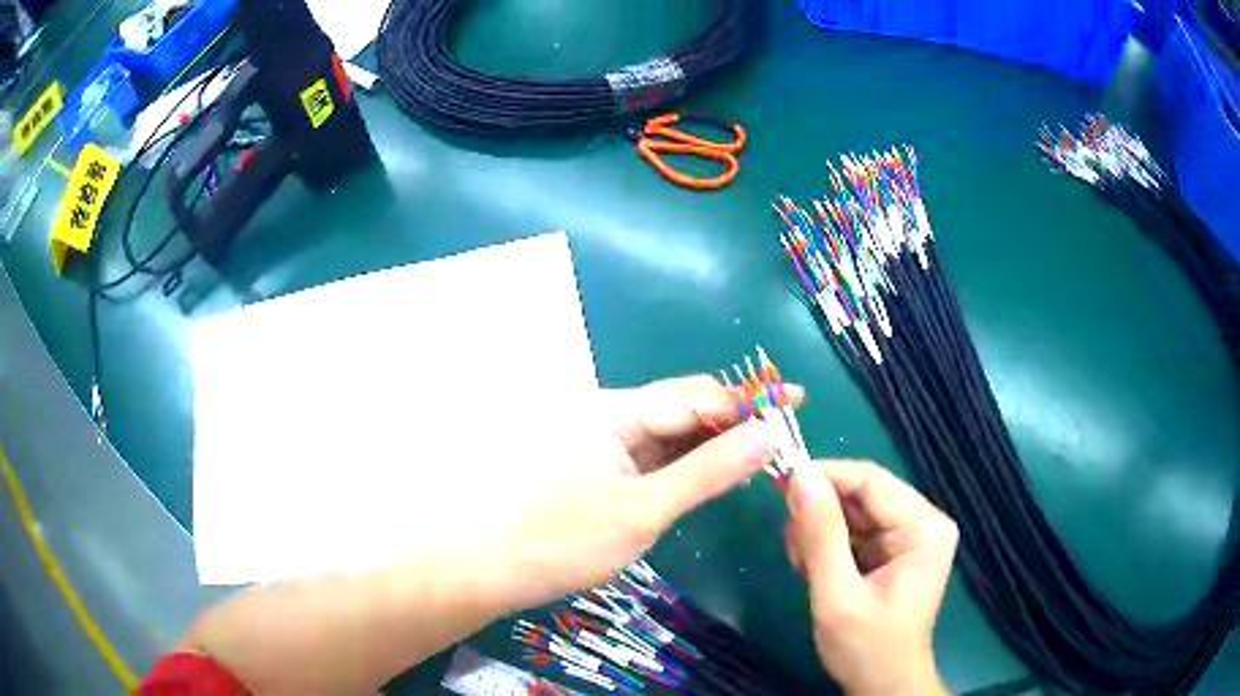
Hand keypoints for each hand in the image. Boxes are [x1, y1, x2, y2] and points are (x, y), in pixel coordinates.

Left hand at [491, 375, 802, 611]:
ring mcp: (603, 439)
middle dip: (735, 418)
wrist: (495, 569)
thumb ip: (709, 471)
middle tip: (782, 434)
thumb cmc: (565, 541)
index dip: (750, 399)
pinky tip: (713, 472)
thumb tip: (768, 434)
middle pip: (684, 405)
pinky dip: (687, 461)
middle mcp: (609, 413)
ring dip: (713, 440)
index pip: (698, 397)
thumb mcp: (646, 511)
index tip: (797, 399)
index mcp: (616, 411)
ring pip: (670, 430)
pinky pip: (653, 452)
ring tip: (759, 452)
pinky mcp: (600, 464)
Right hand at [784, 460, 957, 695]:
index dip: (824, 476)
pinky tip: (816, 570)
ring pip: (854, 511)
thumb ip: (820, 537)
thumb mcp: (838, 596)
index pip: (870, 480)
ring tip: (804, 566)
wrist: (882, 686)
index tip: (778, 484)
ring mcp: (910, 536)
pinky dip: (829, 545)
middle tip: (791, 545)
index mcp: (924, 528)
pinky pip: (855, 530)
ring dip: (821, 532)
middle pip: (863, 494)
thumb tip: (798, 475)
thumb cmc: (866, 648)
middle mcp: (923, 522)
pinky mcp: (895, 550)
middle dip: (821, 514)